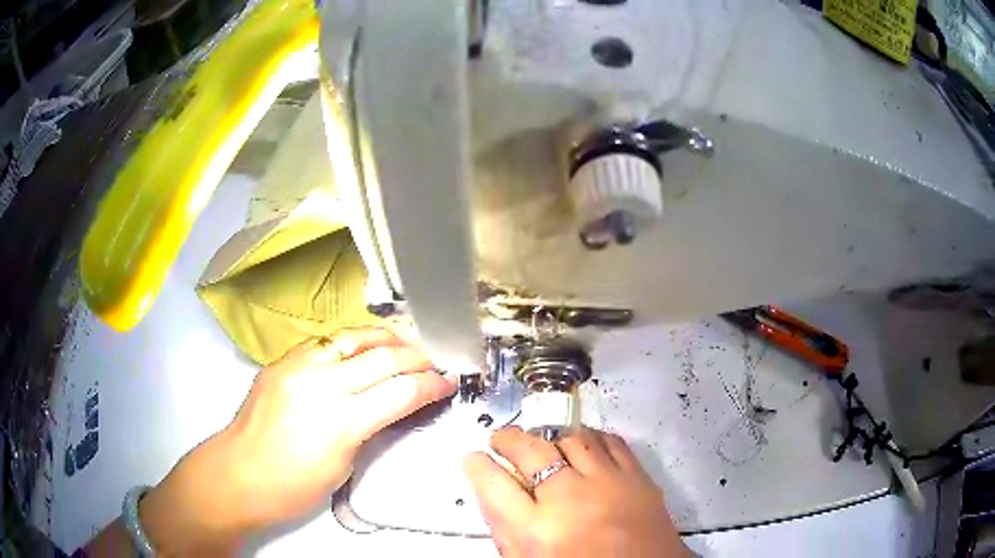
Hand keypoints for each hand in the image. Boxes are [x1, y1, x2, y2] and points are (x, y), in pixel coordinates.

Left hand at [138, 328, 455, 552]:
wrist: (238, 474)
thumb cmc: (293, 487)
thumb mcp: (343, 466)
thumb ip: (368, 429)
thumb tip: (389, 407)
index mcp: (342, 420)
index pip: (401, 391)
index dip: (431, 385)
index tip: (449, 382)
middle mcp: (321, 383)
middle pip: (383, 358)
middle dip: (417, 357)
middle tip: (436, 360)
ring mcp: (298, 366)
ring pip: (352, 338)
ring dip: (385, 338)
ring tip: (405, 342)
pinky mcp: (281, 361)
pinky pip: (324, 342)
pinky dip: (351, 342)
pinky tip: (361, 347)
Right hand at [464, 426, 687, 557]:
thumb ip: (506, 528)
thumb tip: (491, 488)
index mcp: (537, 532)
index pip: (493, 484)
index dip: (477, 466)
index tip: (474, 458)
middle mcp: (570, 500)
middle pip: (531, 452)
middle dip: (507, 439)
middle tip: (499, 439)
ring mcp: (608, 484)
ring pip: (570, 439)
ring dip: (548, 437)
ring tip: (540, 443)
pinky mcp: (638, 477)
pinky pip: (609, 441)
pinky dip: (589, 438)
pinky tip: (580, 443)